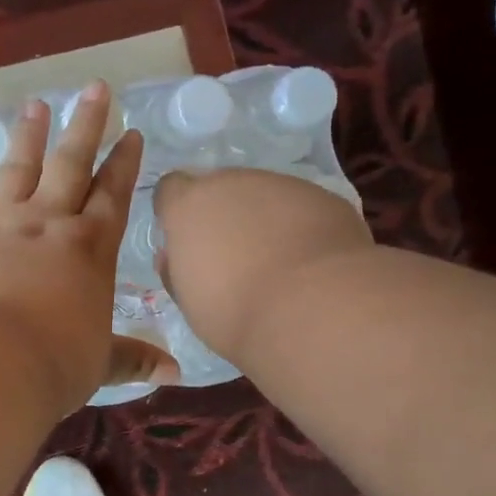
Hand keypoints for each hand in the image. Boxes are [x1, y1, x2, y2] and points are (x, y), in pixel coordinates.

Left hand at [0, 82, 178, 414]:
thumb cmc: (54, 362)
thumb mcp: (100, 363)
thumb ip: (133, 360)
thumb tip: (175, 373)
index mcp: (90, 249)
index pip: (113, 195)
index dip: (124, 164)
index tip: (131, 132)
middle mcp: (48, 224)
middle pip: (71, 164)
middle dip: (86, 125)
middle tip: (95, 87)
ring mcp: (0, 226)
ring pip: (18, 170)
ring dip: (28, 138)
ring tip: (34, 105)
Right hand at [154, 167, 374, 361]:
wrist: (315, 309)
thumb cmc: (235, 312)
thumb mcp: (189, 300)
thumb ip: (176, 269)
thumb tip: (171, 256)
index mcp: (190, 205)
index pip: (170, 189)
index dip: (176, 212)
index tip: (185, 240)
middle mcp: (233, 182)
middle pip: (220, 188)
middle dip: (222, 214)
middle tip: (232, 256)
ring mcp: (283, 185)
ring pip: (264, 195)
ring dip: (263, 219)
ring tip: (277, 261)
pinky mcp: (324, 197)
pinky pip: (302, 207)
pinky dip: (300, 226)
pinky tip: (310, 263)